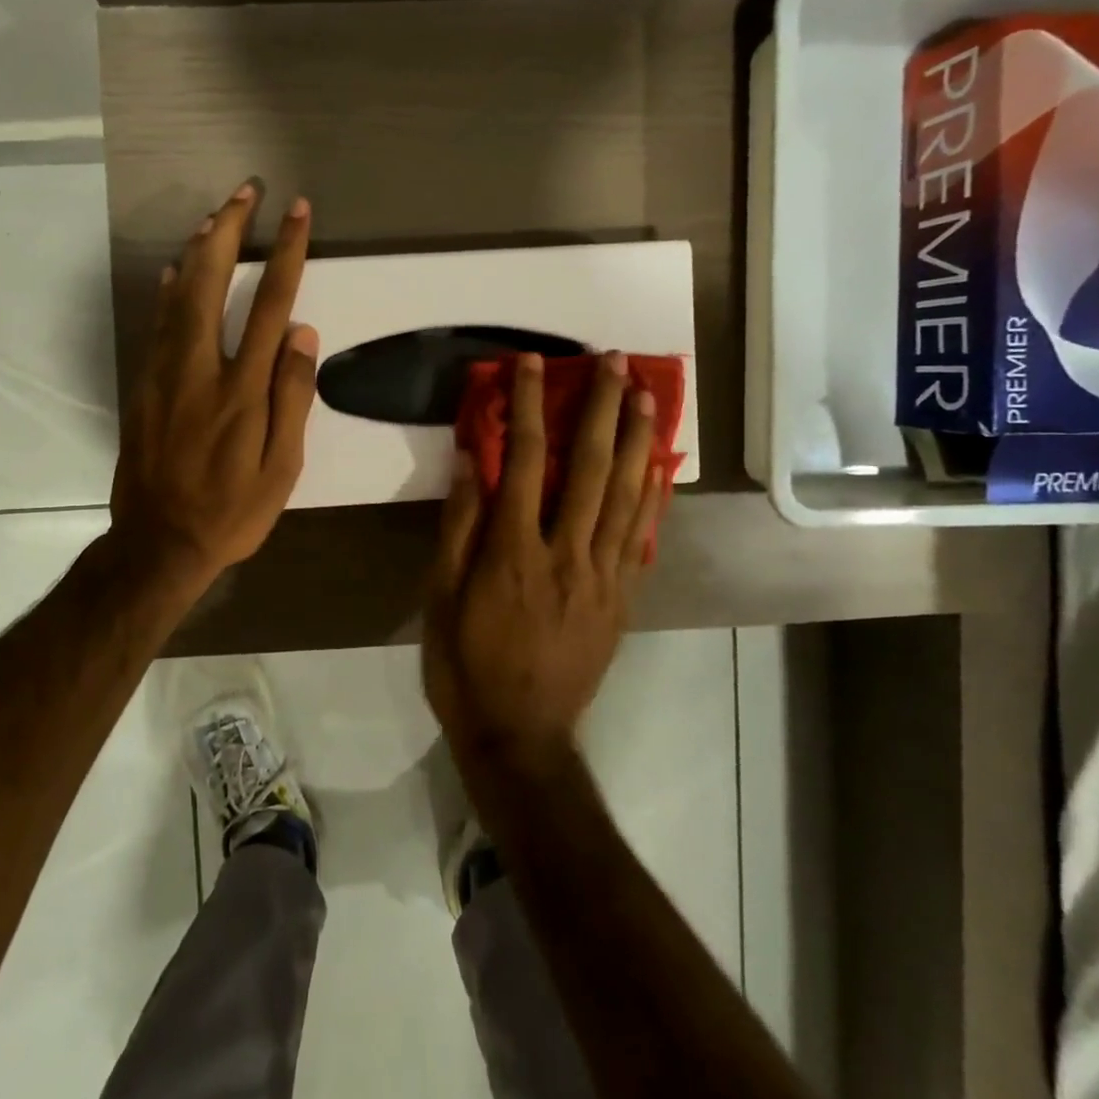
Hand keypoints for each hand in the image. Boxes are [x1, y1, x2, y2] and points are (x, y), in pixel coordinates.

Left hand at [111, 182, 316, 590]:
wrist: (159, 544)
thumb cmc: (231, 512)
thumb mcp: (281, 469)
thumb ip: (292, 398)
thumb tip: (303, 334)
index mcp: (242, 389)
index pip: (271, 304)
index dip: (287, 253)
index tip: (297, 213)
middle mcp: (199, 368)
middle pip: (213, 282)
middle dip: (230, 229)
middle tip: (246, 190)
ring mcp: (163, 374)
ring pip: (178, 295)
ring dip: (198, 249)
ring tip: (215, 215)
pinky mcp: (142, 386)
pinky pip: (157, 324)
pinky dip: (169, 290)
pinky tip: (177, 271)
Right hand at [423, 352, 667, 772]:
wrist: (521, 737)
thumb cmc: (466, 666)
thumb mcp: (439, 599)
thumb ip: (459, 527)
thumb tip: (473, 462)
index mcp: (514, 552)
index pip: (525, 460)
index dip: (529, 405)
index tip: (531, 364)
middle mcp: (566, 553)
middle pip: (590, 466)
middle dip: (600, 408)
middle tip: (612, 362)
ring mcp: (602, 576)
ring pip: (626, 494)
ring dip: (637, 440)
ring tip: (644, 395)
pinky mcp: (621, 598)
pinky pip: (642, 536)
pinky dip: (652, 495)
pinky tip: (659, 464)